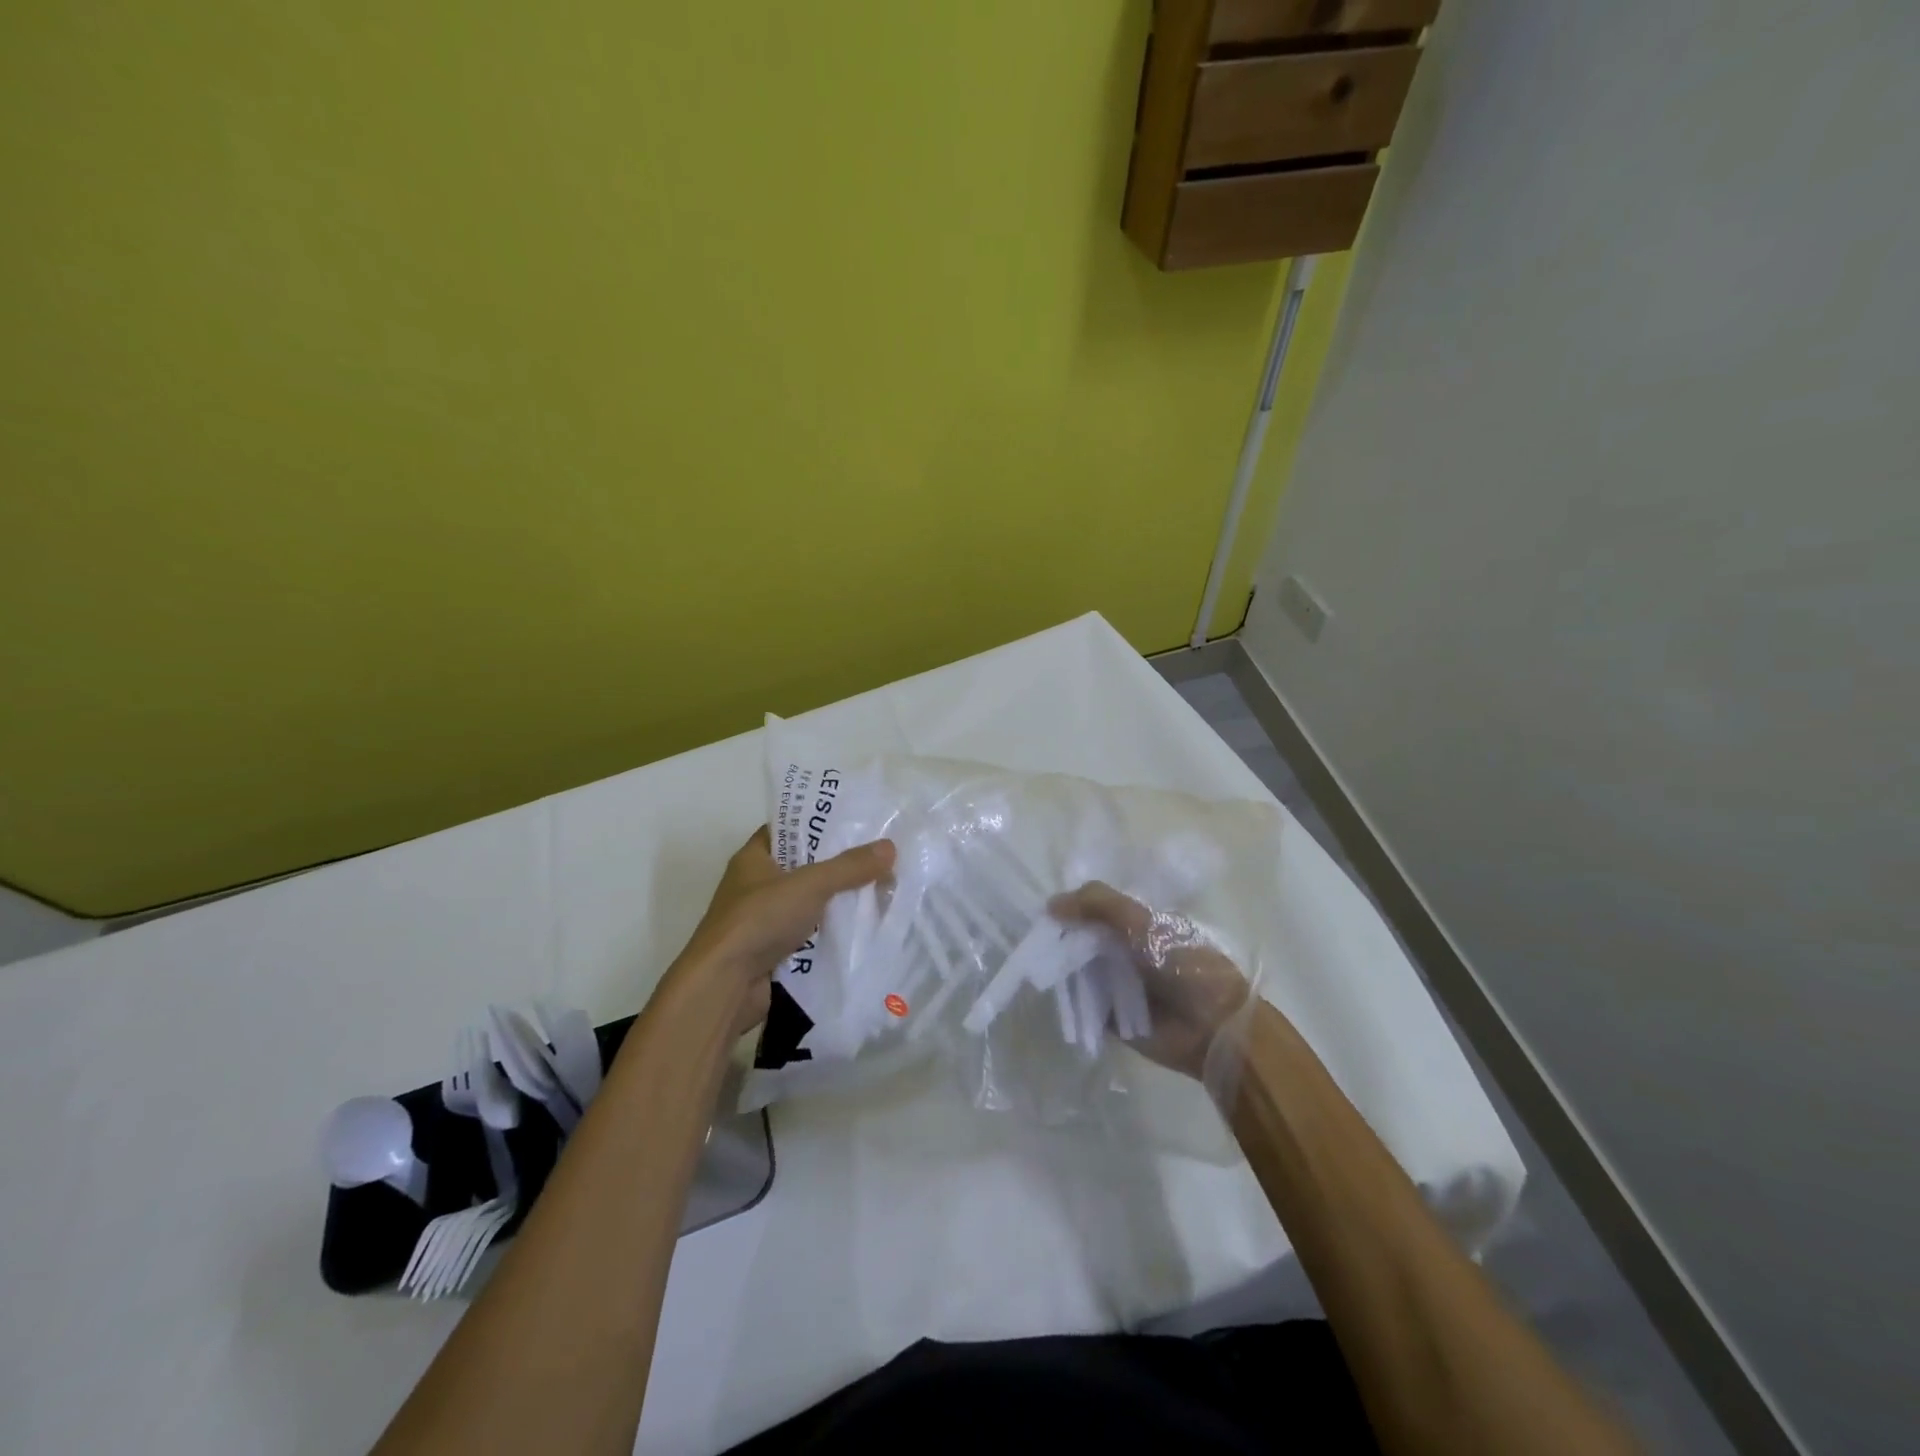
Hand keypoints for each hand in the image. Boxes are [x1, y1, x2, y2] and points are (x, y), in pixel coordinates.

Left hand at [664, 827, 895, 1035]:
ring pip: (807, 904)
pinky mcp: (770, 953)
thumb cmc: (760, 920)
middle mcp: (754, 886)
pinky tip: (859, 930)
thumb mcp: (810, 884)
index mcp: (753, 858)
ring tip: (878, 891)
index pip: (787, 830)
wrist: (724, 986)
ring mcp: (761, 921)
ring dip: (835, 903)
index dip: (818, 824)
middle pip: (802, 868)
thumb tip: (889, 847)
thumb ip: (849, 866)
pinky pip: (807, 936)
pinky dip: (828, 934)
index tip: (853, 824)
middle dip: (836, 866)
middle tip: (876, 859)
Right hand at [1048, 881, 1250, 1078]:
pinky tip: (1043, 988)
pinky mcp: (1110, 1017)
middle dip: (1061, 937)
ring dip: (1059, 966)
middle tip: (1031, 937)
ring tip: (1032, 961)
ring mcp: (1117, 985)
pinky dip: (1065, 997)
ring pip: (1078, 969)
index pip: (1096, 909)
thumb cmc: (1184, 966)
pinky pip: (1080, 1003)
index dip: (1072, 906)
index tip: (1044, 908)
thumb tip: (1050, 904)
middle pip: (1083, 939)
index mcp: (1138, 924)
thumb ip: (1100, 905)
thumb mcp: (1143, 922)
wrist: (1213, 1028)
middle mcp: (1126, 951)